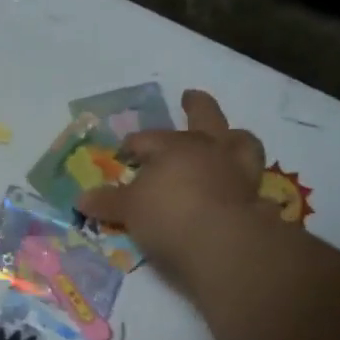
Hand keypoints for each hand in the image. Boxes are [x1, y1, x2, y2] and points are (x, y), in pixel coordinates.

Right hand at [76, 89, 271, 298]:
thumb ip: (108, 202)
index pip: (148, 139)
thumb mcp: (129, 210)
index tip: (125, 152)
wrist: (223, 243)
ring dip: (233, 137)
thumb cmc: (168, 216)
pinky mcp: (257, 196)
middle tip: (190, 96)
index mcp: (174, 147)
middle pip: (205, 116)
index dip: (134, 145)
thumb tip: (82, 198)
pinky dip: (245, 179)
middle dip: (195, 105)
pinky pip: (254, 179)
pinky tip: (240, 186)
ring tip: (229, 137)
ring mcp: (238, 170)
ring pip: (241, 141)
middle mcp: (209, 150)